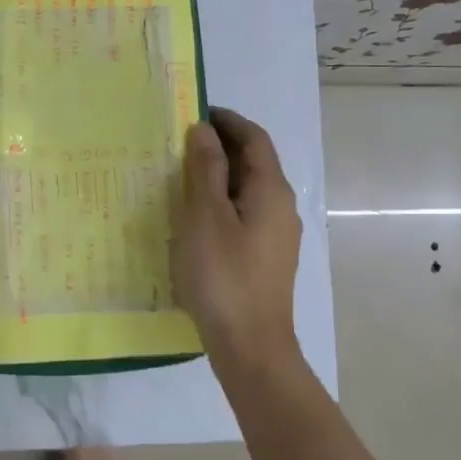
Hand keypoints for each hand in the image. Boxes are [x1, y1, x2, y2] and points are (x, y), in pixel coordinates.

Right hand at [172, 107, 302, 360]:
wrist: (251, 346)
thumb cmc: (224, 276)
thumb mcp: (205, 216)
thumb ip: (205, 169)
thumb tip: (205, 130)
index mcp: (271, 190)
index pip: (253, 138)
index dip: (227, 121)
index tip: (194, 112)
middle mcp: (281, 207)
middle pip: (253, 162)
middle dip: (220, 147)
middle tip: (179, 144)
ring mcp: (276, 235)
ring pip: (247, 190)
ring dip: (219, 177)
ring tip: (180, 178)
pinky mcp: (266, 258)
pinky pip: (244, 215)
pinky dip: (221, 204)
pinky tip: (195, 219)